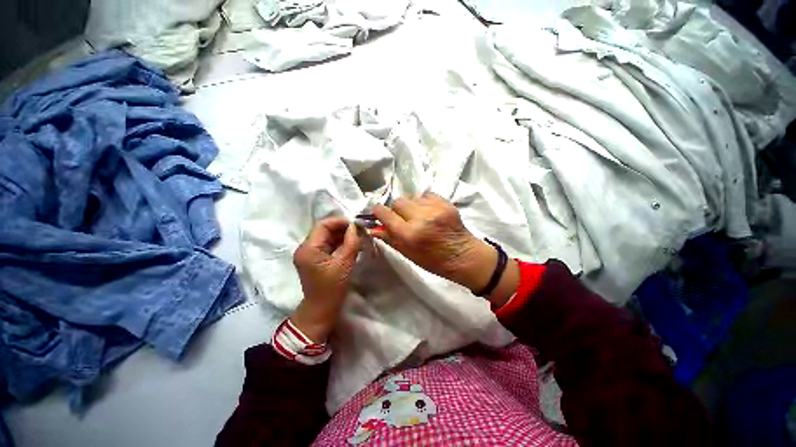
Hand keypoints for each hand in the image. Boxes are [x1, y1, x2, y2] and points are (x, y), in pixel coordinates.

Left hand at [290, 217, 361, 342]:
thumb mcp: (344, 263)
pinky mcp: (316, 260)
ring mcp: (310, 254)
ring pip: (328, 238)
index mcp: (308, 248)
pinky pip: (329, 246)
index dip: (340, 222)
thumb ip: (351, 242)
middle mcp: (306, 248)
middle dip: (343, 229)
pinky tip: (353, 246)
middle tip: (360, 231)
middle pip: (325, 230)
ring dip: (343, 236)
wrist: (322, 311)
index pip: (323, 225)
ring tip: (358, 238)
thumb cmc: (332, 288)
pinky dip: (340, 244)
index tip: (356, 224)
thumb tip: (356, 226)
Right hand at [371, 193, 497, 292]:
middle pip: (398, 201)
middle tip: (403, 219)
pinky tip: (428, 212)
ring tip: (418, 216)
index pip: (384, 213)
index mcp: (409, 234)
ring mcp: (435, 208)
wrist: (464, 256)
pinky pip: (426, 195)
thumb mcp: (408, 254)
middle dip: (396, 210)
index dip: (378, 213)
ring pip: (412, 197)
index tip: (379, 215)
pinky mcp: (446, 203)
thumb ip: (390, 238)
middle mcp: (420, 218)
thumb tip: (373, 228)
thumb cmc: (434, 261)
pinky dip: (423, 202)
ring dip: (411, 206)